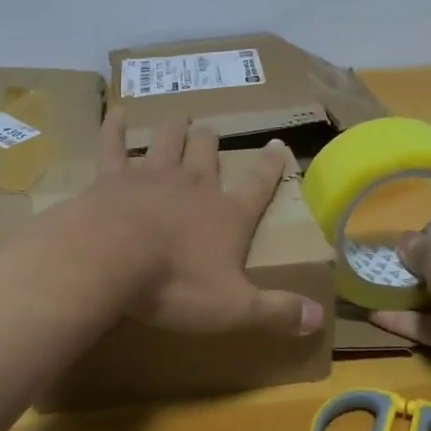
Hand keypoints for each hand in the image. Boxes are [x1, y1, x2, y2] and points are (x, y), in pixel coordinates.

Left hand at [93, 110, 325, 338]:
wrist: (111, 260)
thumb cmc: (176, 285)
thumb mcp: (233, 308)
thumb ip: (276, 311)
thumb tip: (319, 318)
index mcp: (226, 214)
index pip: (258, 184)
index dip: (270, 165)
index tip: (278, 144)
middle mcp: (193, 185)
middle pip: (206, 152)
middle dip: (210, 140)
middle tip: (210, 132)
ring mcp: (151, 176)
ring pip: (167, 141)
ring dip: (173, 129)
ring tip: (178, 117)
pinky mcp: (112, 177)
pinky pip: (114, 145)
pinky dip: (115, 128)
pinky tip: (116, 113)